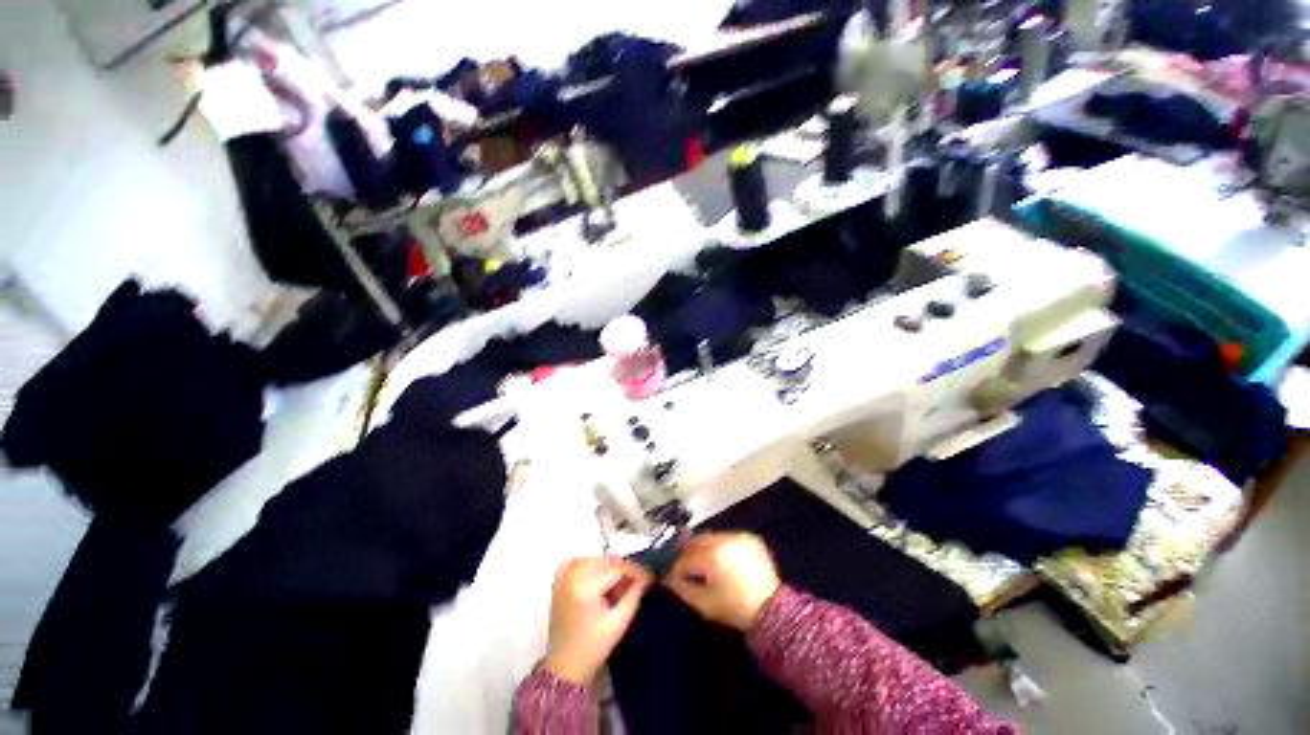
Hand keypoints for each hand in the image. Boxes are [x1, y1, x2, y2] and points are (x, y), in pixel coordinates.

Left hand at [544, 557, 653, 684]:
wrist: (565, 666)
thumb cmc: (593, 649)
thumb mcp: (619, 623)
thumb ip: (634, 595)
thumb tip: (647, 577)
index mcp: (584, 587)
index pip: (616, 568)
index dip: (636, 570)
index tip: (650, 577)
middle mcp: (571, 575)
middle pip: (607, 561)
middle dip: (625, 570)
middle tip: (638, 584)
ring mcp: (563, 574)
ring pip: (598, 560)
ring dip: (612, 569)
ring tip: (620, 588)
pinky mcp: (560, 577)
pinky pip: (584, 561)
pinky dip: (597, 568)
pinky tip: (603, 583)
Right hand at [665, 532, 781, 630]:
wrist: (771, 609)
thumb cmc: (734, 608)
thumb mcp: (704, 604)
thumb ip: (683, 588)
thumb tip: (669, 578)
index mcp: (713, 556)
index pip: (686, 557)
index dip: (677, 567)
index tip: (674, 575)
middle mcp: (725, 540)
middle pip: (698, 540)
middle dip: (689, 552)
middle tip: (686, 566)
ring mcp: (739, 536)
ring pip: (713, 537)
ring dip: (705, 547)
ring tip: (705, 563)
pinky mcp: (750, 537)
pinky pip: (728, 537)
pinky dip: (722, 546)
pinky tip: (723, 559)